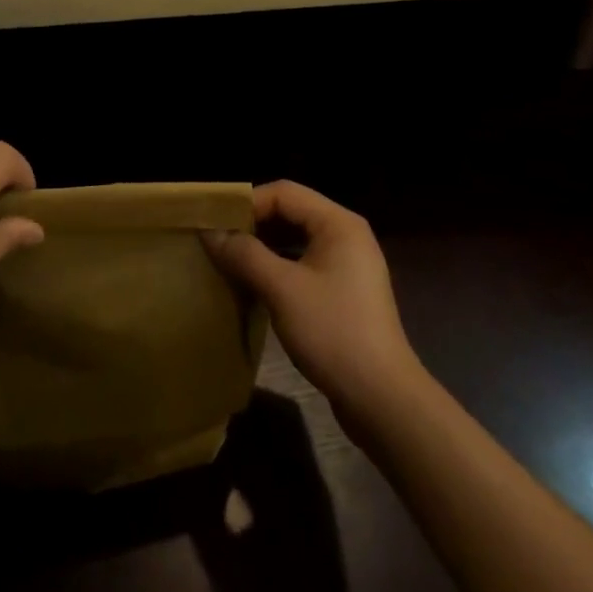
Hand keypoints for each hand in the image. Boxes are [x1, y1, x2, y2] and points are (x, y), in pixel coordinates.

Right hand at [205, 181, 422, 419]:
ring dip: (263, 247)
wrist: (382, 399)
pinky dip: (278, 268)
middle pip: (291, 212)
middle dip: (253, 225)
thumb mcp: (282, 289)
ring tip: (230, 262)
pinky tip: (254, 286)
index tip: (215, 225)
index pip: (284, 192)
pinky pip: (304, 264)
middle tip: (218, 242)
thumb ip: (245, 255)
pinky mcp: (345, 292)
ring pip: (296, 240)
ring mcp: (348, 264)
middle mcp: (346, 234)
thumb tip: (209, 232)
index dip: (247, 204)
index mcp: (338, 223)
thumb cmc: (332, 332)